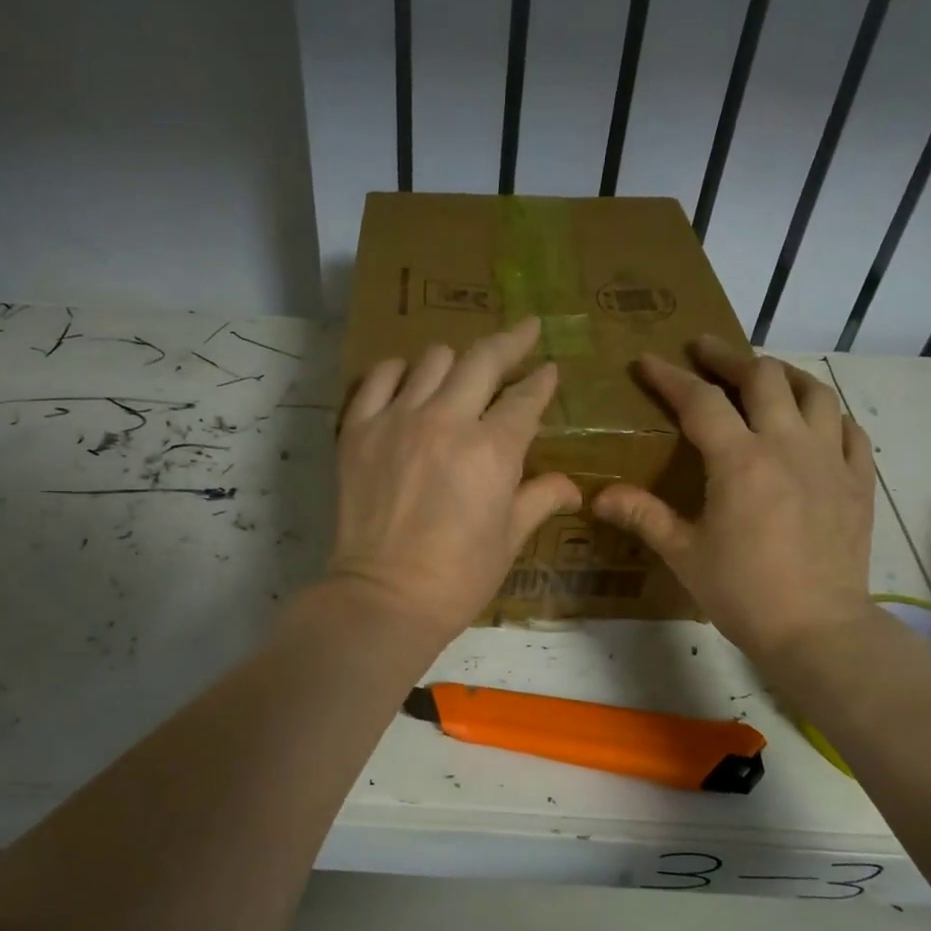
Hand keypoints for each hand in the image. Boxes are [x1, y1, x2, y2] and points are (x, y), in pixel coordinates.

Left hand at [325, 319, 581, 643]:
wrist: (384, 598)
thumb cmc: (458, 578)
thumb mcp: (509, 539)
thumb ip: (540, 499)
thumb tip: (572, 487)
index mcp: (492, 450)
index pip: (525, 399)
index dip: (542, 380)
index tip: (549, 369)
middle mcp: (446, 421)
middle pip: (483, 360)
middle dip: (512, 342)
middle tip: (525, 332)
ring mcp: (397, 420)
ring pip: (432, 360)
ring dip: (455, 361)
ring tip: (462, 373)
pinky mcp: (358, 429)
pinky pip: (379, 378)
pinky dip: (398, 372)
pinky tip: (409, 382)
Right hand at [593, 336, 876, 660]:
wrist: (817, 629)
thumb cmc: (742, 592)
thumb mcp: (684, 553)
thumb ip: (643, 515)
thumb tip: (597, 496)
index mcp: (740, 461)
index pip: (700, 401)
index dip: (670, 377)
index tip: (648, 361)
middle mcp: (788, 445)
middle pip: (762, 377)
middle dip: (728, 357)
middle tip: (705, 350)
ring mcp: (830, 460)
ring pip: (814, 392)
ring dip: (783, 375)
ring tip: (763, 375)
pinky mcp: (858, 481)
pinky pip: (849, 430)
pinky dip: (828, 414)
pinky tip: (816, 421)